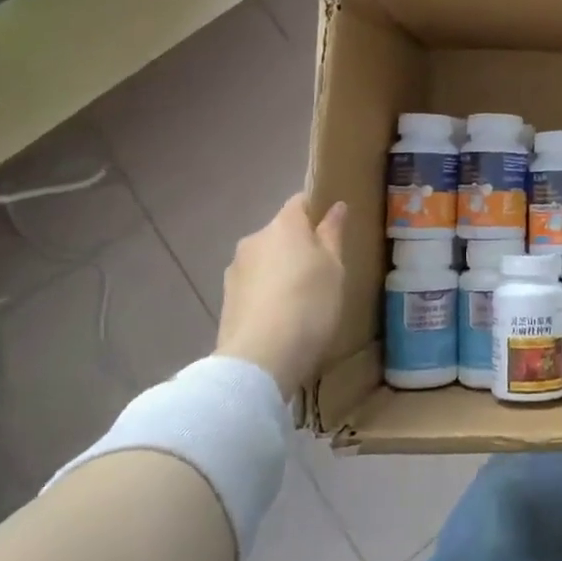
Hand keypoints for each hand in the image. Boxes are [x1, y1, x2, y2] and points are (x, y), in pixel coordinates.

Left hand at [217, 195, 347, 398]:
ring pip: (266, 259)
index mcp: (284, 225)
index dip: (317, 210)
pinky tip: (281, 316)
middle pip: (281, 232)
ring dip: (281, 270)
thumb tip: (335, 206)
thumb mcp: (334, 267)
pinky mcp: (226, 298)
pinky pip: (254, 285)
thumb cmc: (310, 303)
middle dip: (298, 245)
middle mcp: (255, 239)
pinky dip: (267, 292)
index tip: (332, 230)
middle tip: (322, 271)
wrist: (261, 358)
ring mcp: (236, 269)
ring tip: (301, 299)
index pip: (300, 202)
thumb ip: (333, 234)